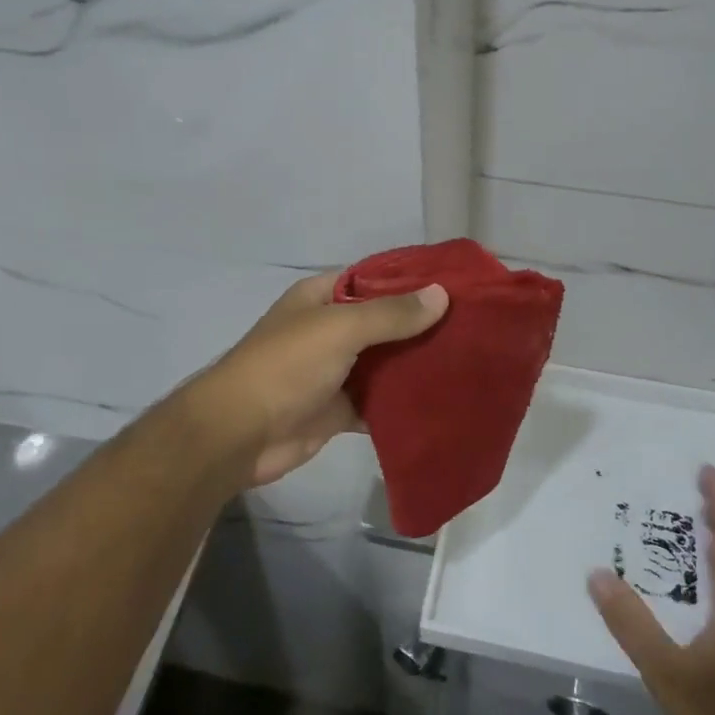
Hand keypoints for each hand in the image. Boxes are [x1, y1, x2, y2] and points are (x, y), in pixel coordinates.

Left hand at [192, 271, 448, 489]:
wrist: (240, 434)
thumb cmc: (286, 366)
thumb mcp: (339, 328)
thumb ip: (391, 314)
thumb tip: (441, 294)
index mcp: (322, 297)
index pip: (374, 279)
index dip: (412, 281)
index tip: (456, 287)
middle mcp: (330, 329)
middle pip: (384, 322)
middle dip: (422, 326)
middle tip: (473, 328)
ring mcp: (335, 371)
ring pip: (384, 363)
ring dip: (416, 365)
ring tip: (467, 362)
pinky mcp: (339, 409)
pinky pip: (378, 401)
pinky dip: (402, 403)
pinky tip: (440, 401)